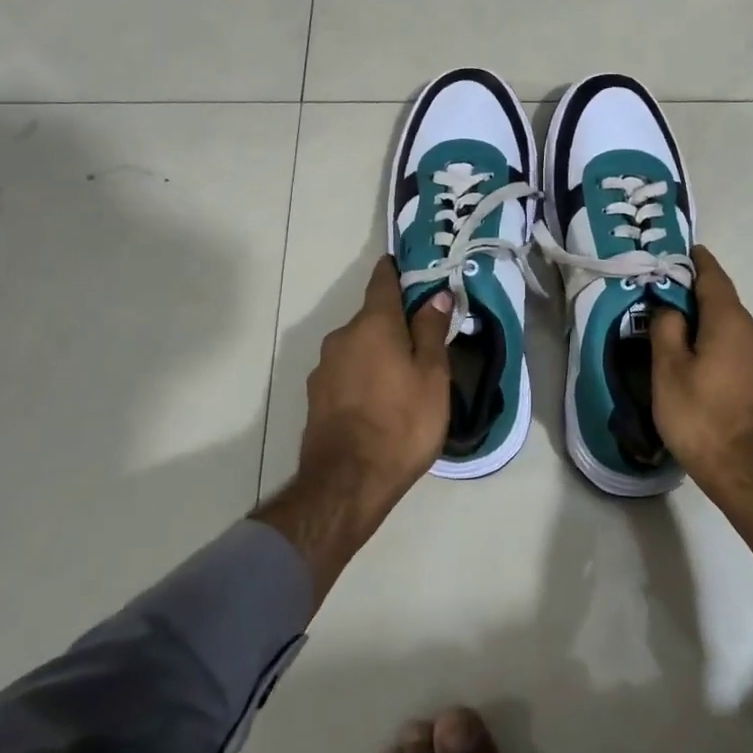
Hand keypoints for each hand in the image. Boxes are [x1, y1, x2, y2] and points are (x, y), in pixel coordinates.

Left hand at [300, 255, 453, 499]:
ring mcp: (324, 366)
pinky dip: (364, 374)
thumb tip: (436, 294)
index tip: (414, 269)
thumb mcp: (432, 376)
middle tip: (424, 340)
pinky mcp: (316, 395)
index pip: (382, 280)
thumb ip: (432, 331)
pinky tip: (380, 400)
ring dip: (379, 351)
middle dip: (395, 321)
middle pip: (372, 316)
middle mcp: (342, 336)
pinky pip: (347, 371)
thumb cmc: (402, 423)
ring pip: (359, 345)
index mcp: (373, 324)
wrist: (347, 483)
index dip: (398, 271)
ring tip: (404, 377)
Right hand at [650, 245, 752, 590]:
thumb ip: (666, 331)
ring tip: (686, 358)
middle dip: (699, 309)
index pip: (714, 278)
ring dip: (714, 339)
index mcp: (732, 322)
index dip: (698, 262)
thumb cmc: (705, 420)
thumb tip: (670, 307)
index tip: (686, 251)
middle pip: (725, 310)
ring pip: (737, 338)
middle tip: (668, 318)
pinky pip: (748, 362)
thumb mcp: (669, 374)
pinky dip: (728, 361)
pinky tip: (711, 385)